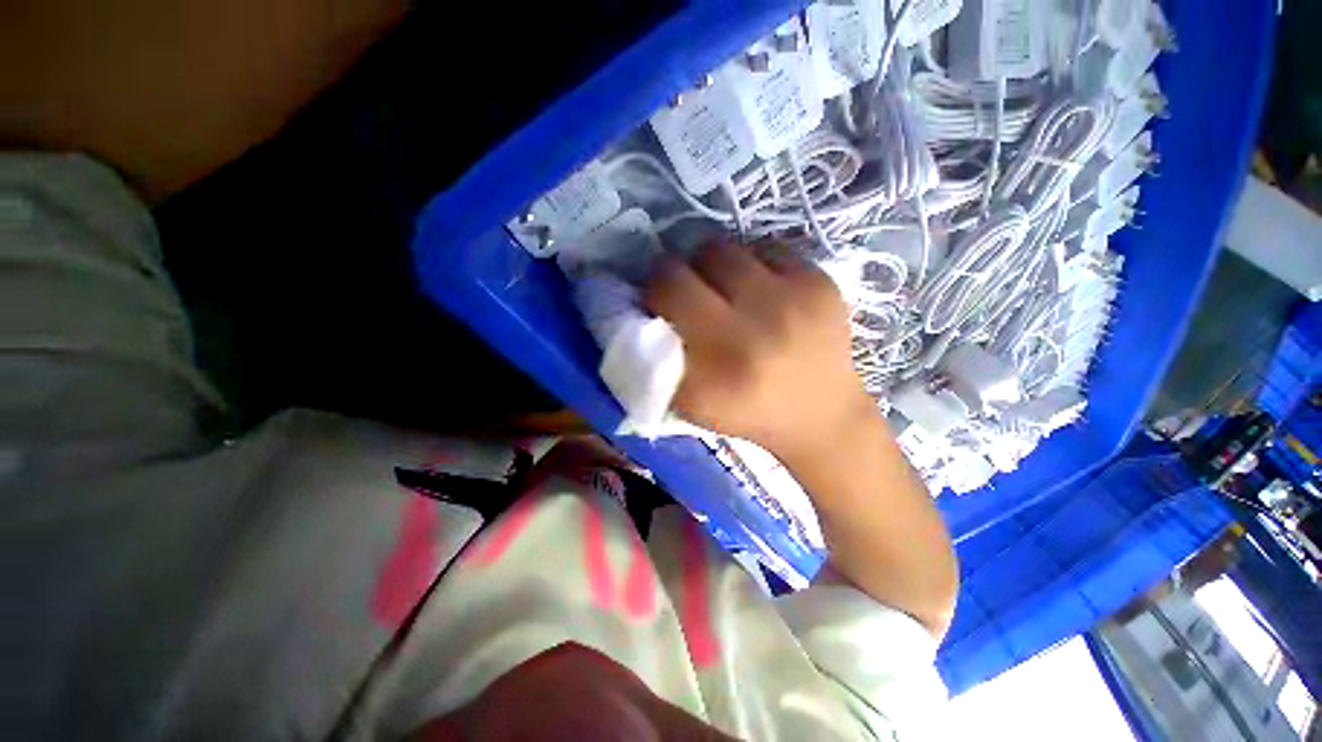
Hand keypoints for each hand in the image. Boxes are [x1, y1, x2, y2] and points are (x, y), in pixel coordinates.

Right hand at [645, 240, 956, 636]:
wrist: (823, 416)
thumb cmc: (748, 412)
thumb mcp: (690, 402)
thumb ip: (657, 358)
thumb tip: (639, 306)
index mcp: (718, 368)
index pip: (665, 290)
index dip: (653, 288)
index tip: (658, 301)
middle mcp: (755, 328)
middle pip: (693, 260)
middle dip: (679, 271)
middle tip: (687, 290)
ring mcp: (794, 299)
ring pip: (726, 247)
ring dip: (714, 266)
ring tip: (724, 290)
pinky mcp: (821, 282)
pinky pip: (764, 248)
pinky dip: (752, 265)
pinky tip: (760, 291)